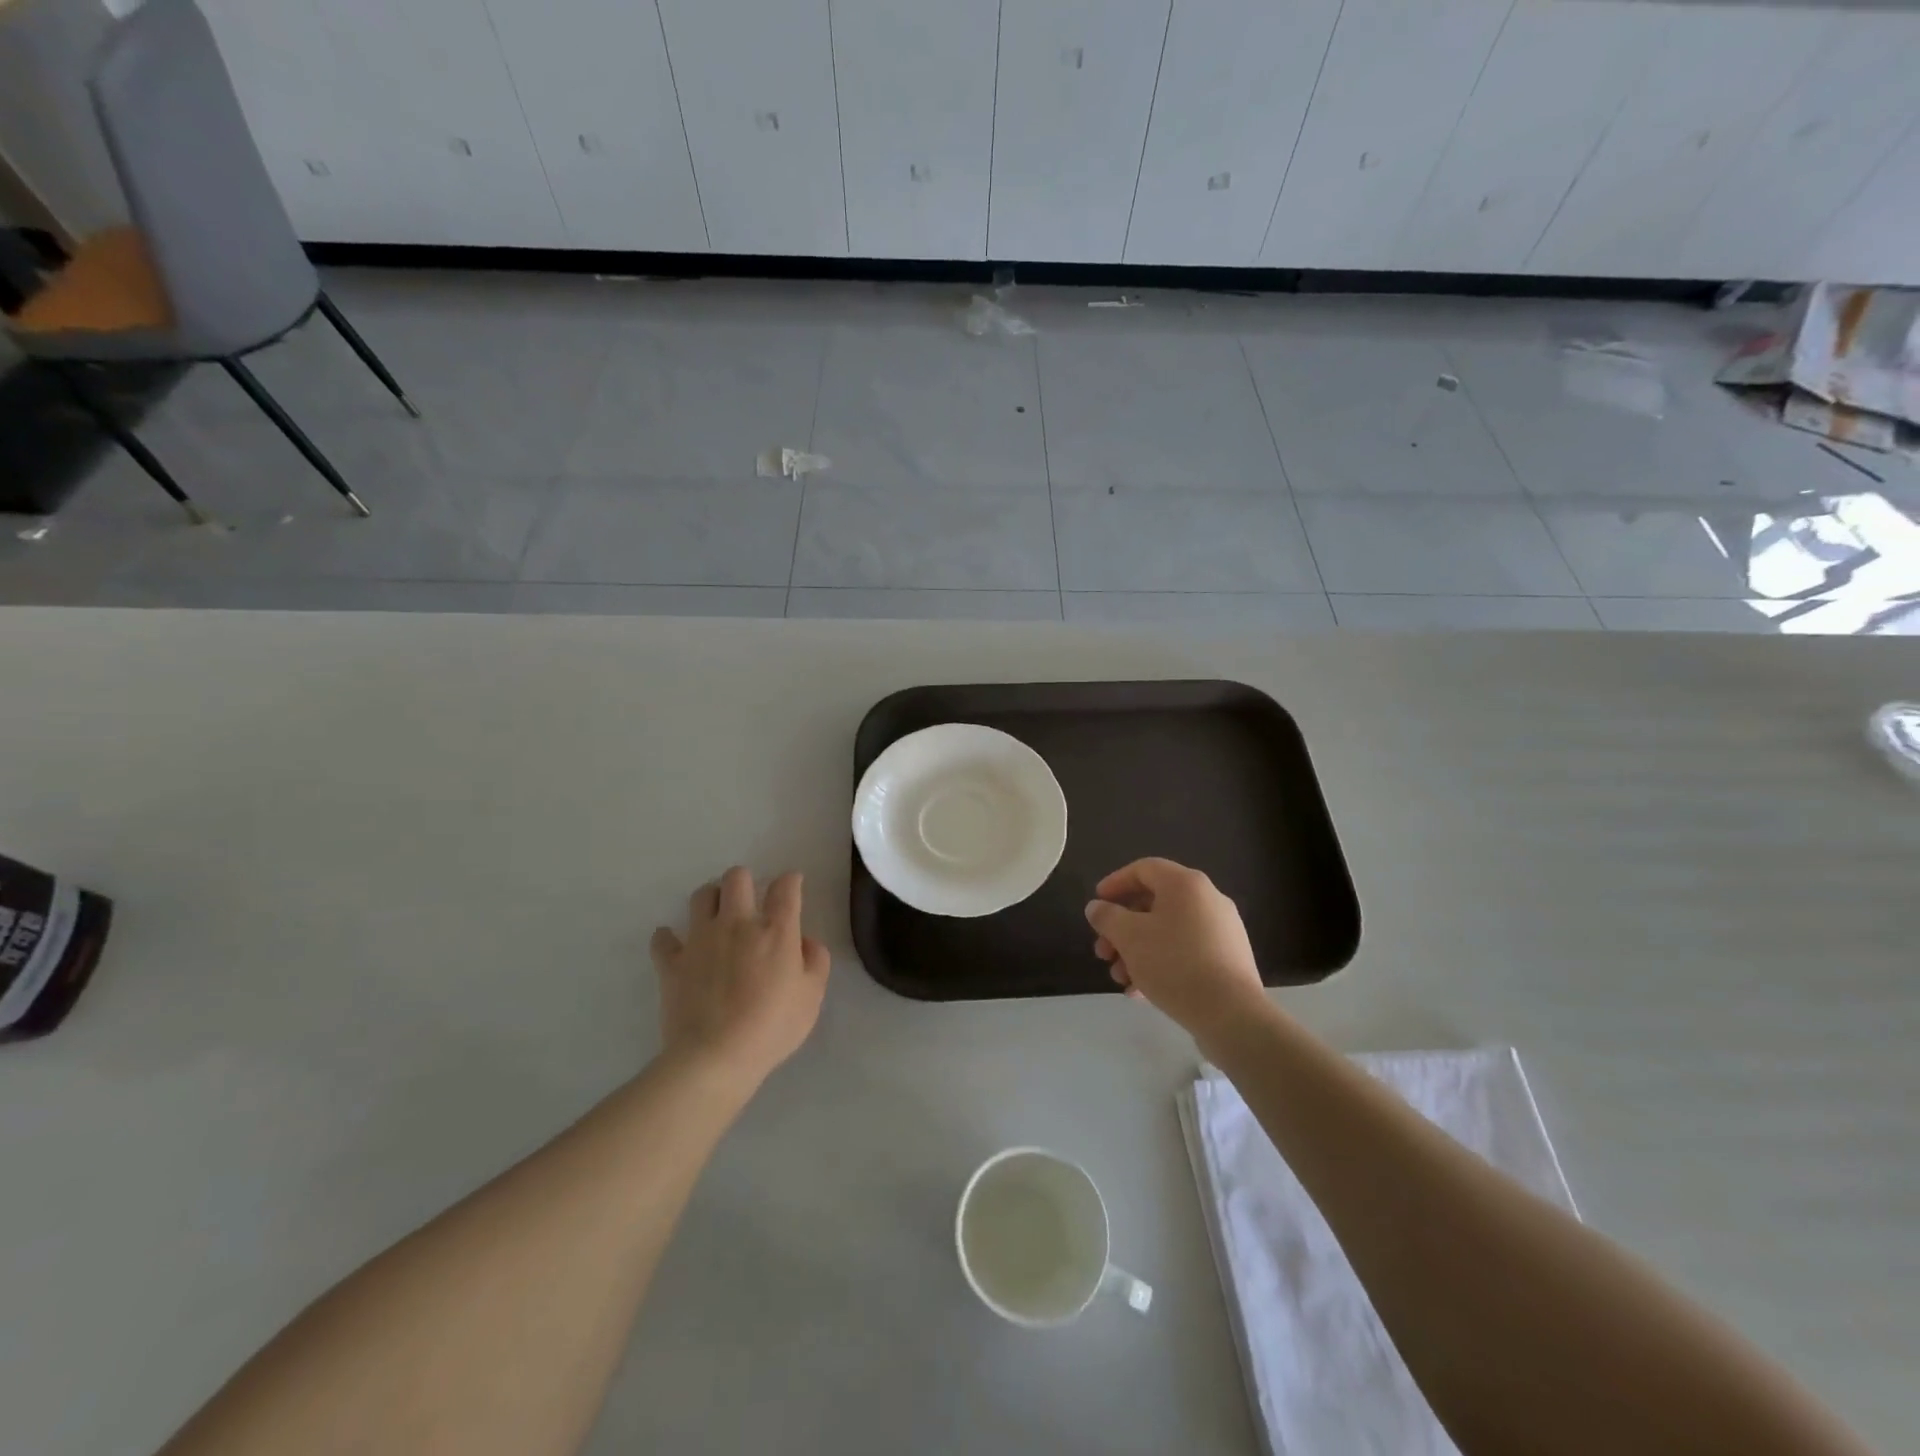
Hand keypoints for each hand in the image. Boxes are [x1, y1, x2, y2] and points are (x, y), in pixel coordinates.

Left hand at [650, 867, 829, 1088]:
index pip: (785, 887)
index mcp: (776, 930)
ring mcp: (700, 940)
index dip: (790, 880)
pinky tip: (676, 946)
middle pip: (736, 878)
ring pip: (701, 896)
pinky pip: (663, 938)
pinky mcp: (672, 962)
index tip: (792, 885)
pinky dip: (668, 938)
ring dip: (711, 899)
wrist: (715, 1057)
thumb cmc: (772, 1027)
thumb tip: (805, 941)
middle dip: (745, 881)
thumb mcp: (812, 997)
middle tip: (749, 901)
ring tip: (716, 916)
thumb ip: (816, 961)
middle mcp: (737, 923)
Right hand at [1086, 858, 1265, 1038]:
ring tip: (1120, 978)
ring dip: (1137, 951)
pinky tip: (1141, 992)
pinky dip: (1160, 964)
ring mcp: (1222, 931)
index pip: (1144, 869)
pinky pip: (1185, 952)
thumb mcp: (1129, 937)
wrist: (1231, 1014)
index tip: (1097, 904)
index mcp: (1186, 884)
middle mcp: (1208, 899)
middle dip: (1122, 928)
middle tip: (1103, 952)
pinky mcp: (1228, 959)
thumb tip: (1096, 907)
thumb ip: (1107, 917)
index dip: (1115, 883)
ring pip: (1167, 932)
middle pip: (1154, 904)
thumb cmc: (1174, 964)